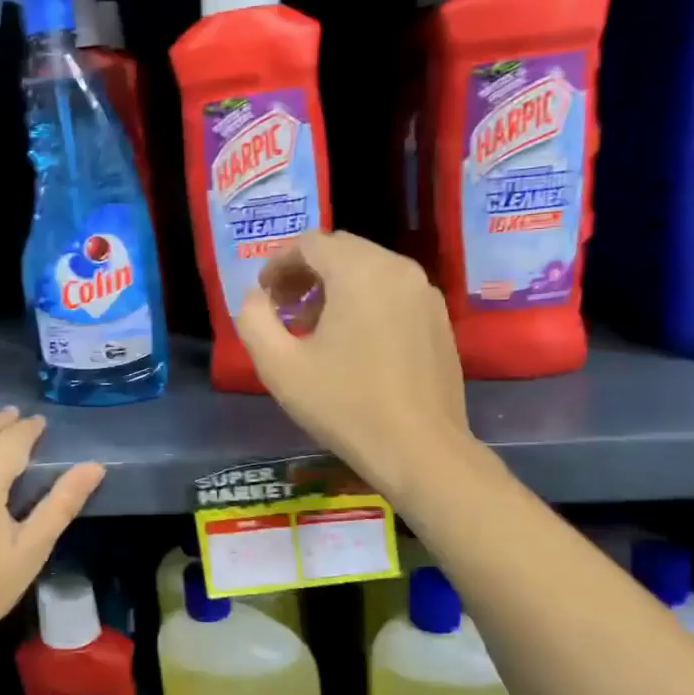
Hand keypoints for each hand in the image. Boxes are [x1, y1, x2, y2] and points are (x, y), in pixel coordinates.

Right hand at [235, 231, 477, 500]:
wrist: (420, 451)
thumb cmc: (344, 406)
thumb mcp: (279, 367)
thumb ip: (253, 321)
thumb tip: (255, 299)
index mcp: (360, 271)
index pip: (310, 244)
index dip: (278, 263)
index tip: (263, 294)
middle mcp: (398, 269)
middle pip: (341, 251)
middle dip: (305, 272)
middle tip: (283, 308)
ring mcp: (425, 293)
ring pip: (369, 269)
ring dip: (334, 287)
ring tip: (312, 328)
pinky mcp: (439, 319)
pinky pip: (392, 292)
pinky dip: (364, 301)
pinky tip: (351, 342)